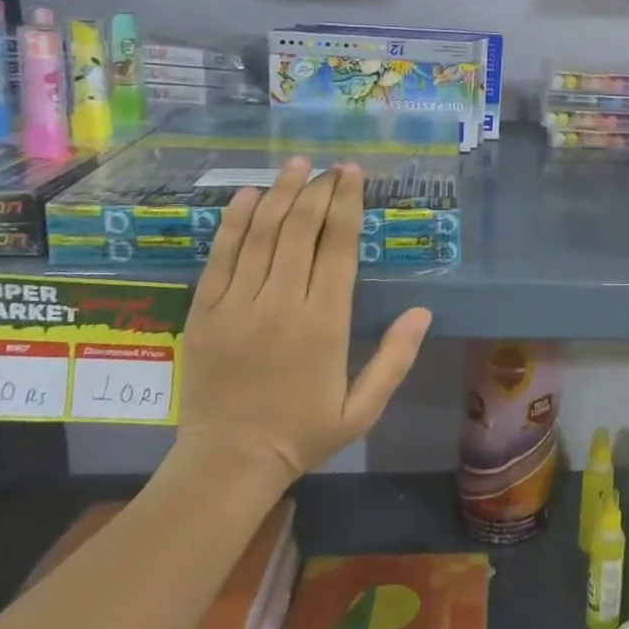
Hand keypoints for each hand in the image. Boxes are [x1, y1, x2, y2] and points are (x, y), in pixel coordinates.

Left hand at [177, 158, 432, 485]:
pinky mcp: (205, 312)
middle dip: (318, 190)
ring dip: (281, 194)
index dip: (347, 204)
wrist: (228, 462)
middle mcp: (281, 304)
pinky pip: (221, 257)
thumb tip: (423, 312)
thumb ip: (395, 358)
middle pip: (300, 230)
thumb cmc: (304, 433)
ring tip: (295, 165)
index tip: (352, 174)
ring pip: (262, 235)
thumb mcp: (363, 407)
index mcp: (324, 322)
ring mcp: (238, 305)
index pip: (337, 247)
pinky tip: (248, 196)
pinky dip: (235, 223)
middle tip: (330, 167)